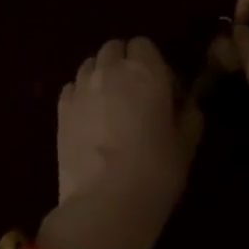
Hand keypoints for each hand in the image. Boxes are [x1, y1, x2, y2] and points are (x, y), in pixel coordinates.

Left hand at [37, 37, 200, 248]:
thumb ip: (189, 114)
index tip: (163, 91)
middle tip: (137, 96)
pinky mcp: (60, 110)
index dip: (153, 64)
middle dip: (125, 63)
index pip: (144, 45)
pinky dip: (82, 94)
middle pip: (114, 49)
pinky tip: (90, 119)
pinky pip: (72, 87)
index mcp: (145, 71)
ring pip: (90, 64)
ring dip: (102, 75)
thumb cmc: (156, 171)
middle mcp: (110, 70)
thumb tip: (187, 103)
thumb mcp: (186, 143)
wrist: (105, 203)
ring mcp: (80, 89)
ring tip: (111, 106)